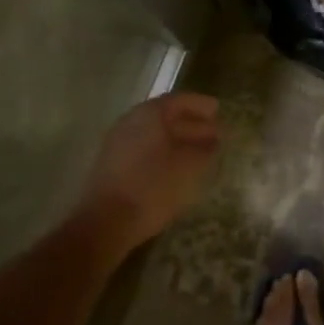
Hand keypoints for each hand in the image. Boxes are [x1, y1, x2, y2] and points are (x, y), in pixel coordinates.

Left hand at [78, 93, 220, 257]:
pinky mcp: (112, 168)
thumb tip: (214, 140)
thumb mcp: (189, 166)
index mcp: (149, 114)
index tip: (218, 110)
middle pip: (166, 117)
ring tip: (201, 153)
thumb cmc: (152, 186)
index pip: (179, 100)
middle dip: (192, 125)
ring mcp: (118, 145)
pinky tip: (178, 169)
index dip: (200, 105)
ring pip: (155, 136)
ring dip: (179, 141)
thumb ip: (205, 149)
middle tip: (215, 133)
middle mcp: (131, 122)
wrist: (105, 224)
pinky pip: (145, 151)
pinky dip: (164, 154)